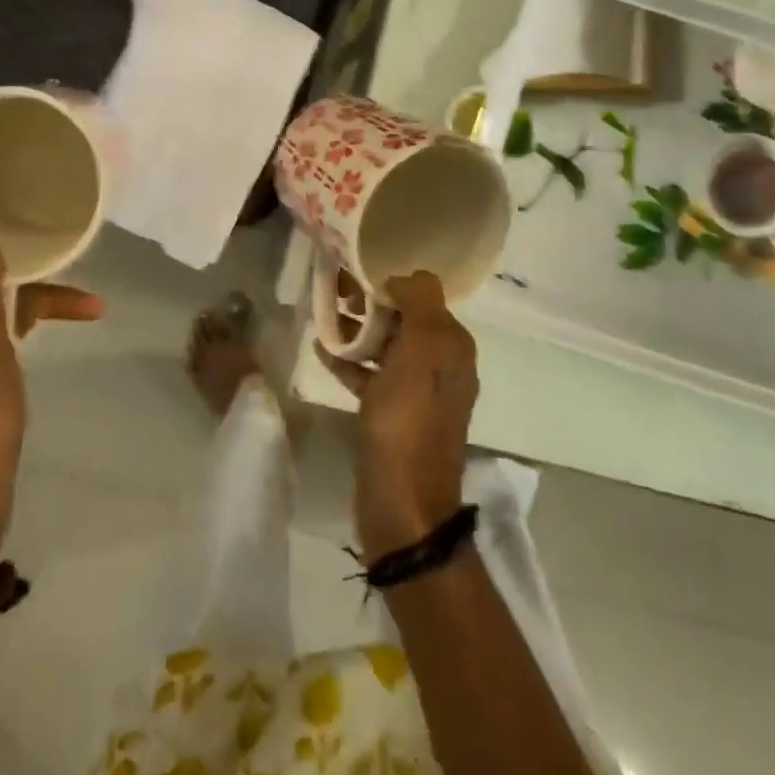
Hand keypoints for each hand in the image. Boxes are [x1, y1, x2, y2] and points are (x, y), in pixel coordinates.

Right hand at [325, 271, 478, 557]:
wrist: (402, 501)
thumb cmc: (409, 419)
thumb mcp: (422, 350)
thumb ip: (420, 302)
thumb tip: (406, 276)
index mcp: (451, 345)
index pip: (422, 295)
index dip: (388, 281)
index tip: (353, 273)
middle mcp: (440, 363)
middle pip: (402, 318)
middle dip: (369, 302)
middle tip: (333, 291)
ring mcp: (416, 391)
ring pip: (385, 345)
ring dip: (356, 329)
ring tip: (323, 315)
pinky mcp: (393, 413)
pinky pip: (371, 374)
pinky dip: (350, 361)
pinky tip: (322, 350)